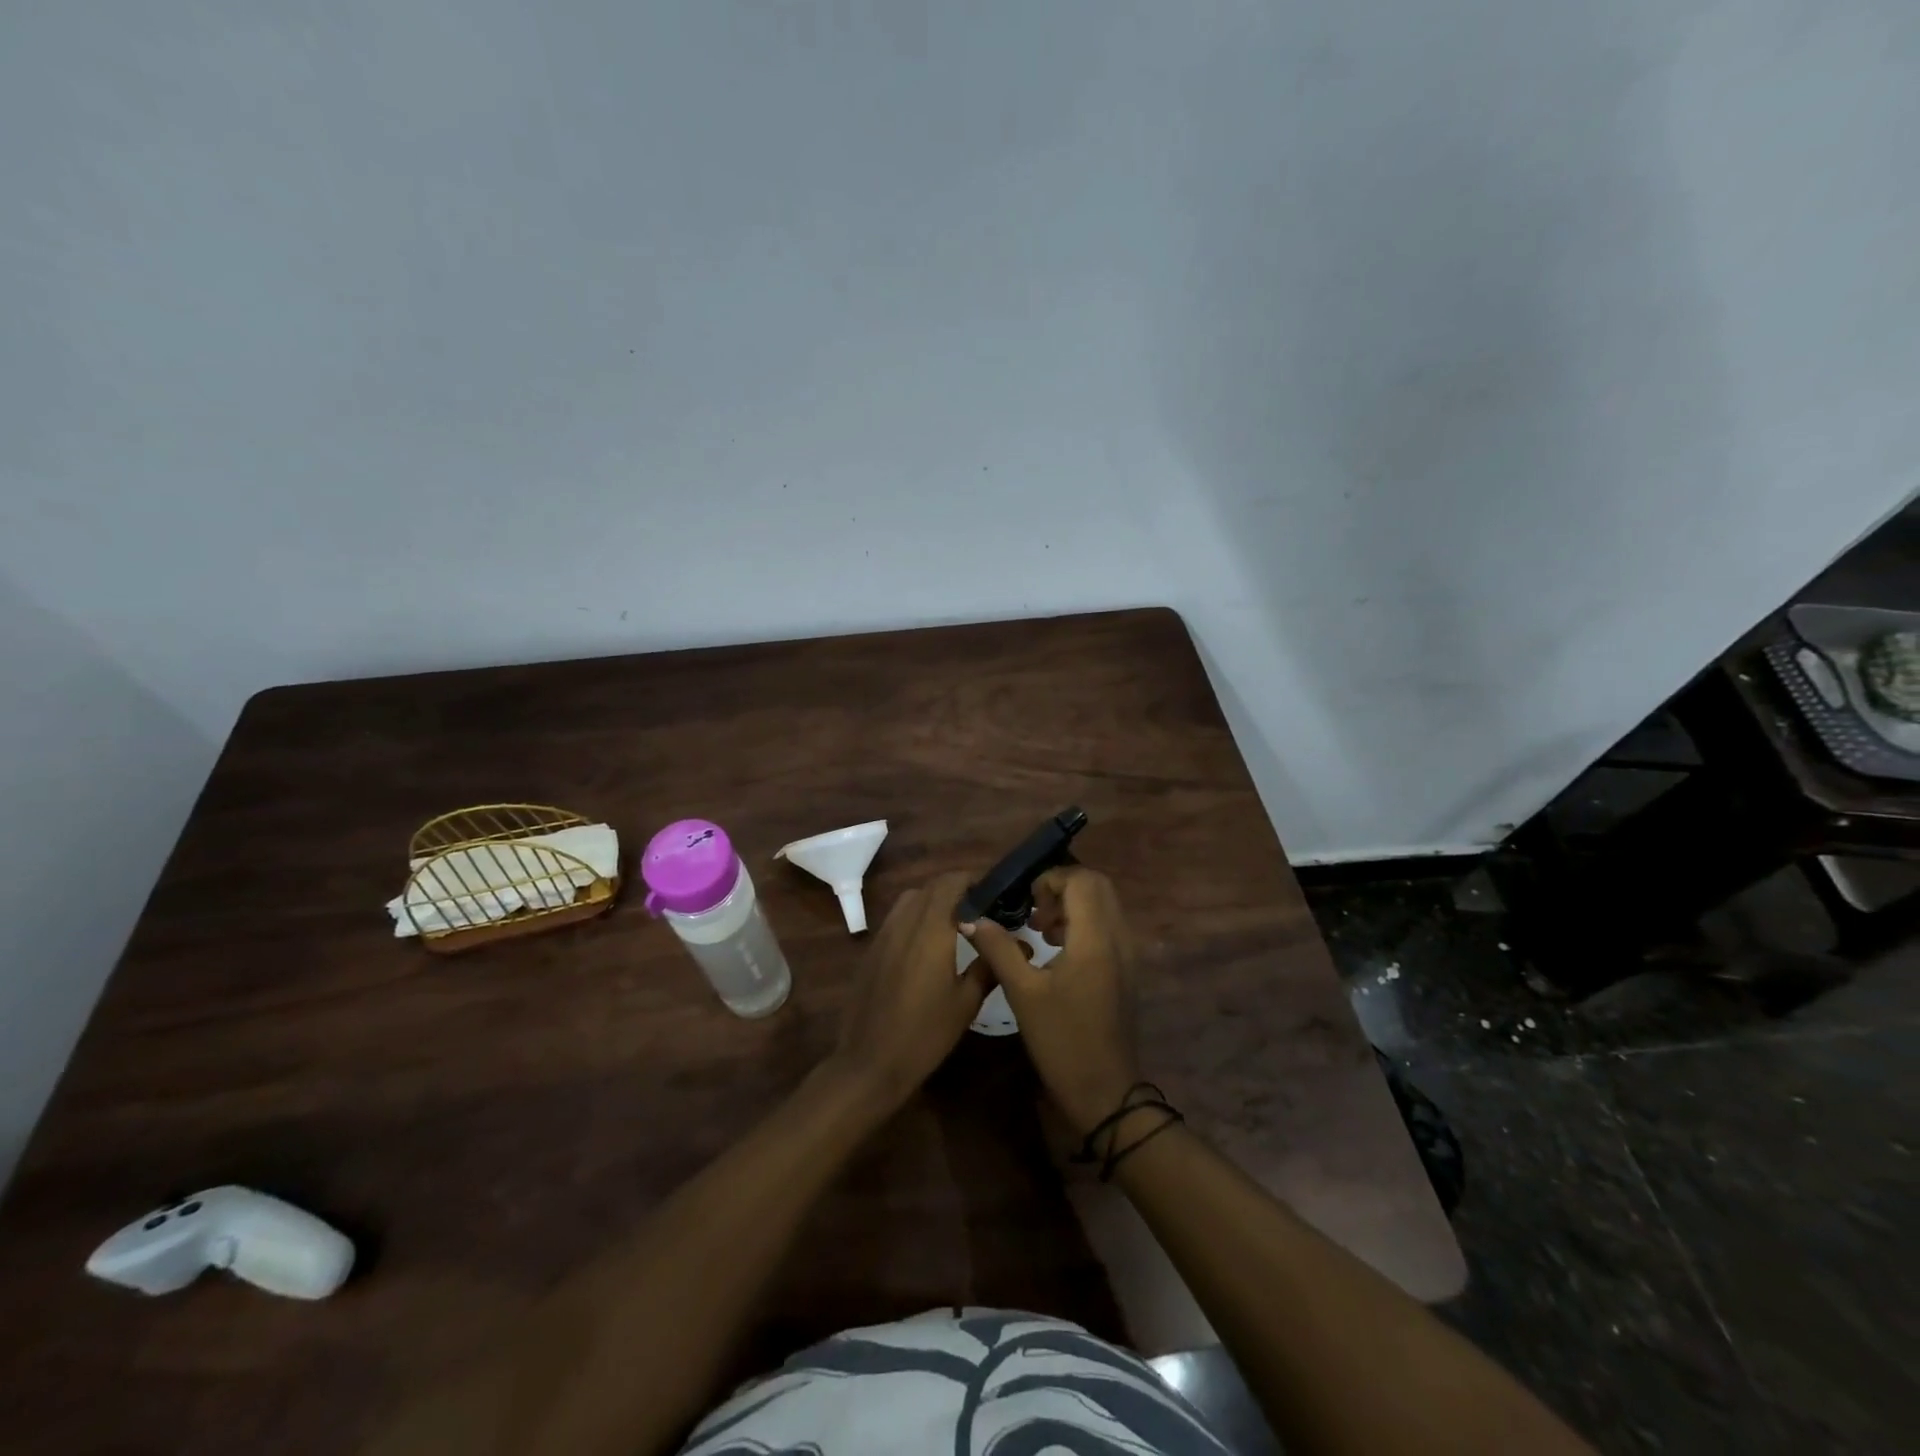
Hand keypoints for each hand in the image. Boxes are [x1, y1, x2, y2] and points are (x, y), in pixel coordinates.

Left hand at [829, 870, 988, 1110]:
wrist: (869, 1062)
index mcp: (931, 930)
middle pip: (931, 887)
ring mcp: (884, 934)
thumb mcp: (966, 1003)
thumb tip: (1021, 944)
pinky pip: (896, 918)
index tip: (994, 892)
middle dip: (956, 889)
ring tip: (955, 922)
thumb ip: (989, 965)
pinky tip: (928, 944)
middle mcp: (905, 923)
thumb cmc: (924, 1034)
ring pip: (911, 899)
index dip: (973, 879)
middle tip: (980, 908)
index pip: (951, 883)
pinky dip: (915, 916)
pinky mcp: (872, 949)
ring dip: (934, 900)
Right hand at [961, 867, 1140, 1133]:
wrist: (1105, 1092)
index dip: (1050, 880)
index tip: (1026, 904)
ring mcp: (1126, 953)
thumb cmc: (1062, 1041)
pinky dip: (1084, 923)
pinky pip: (1108, 925)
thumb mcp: (1022, 993)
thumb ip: (998, 948)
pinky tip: (1058, 951)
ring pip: (1104, 904)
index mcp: (1095, 938)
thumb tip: (971, 918)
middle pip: (1097, 885)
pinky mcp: (1126, 969)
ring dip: (1073, 905)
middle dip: (1062, 887)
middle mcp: (1118, 937)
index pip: (1081, 879)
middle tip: (1035, 913)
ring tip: (1042, 931)